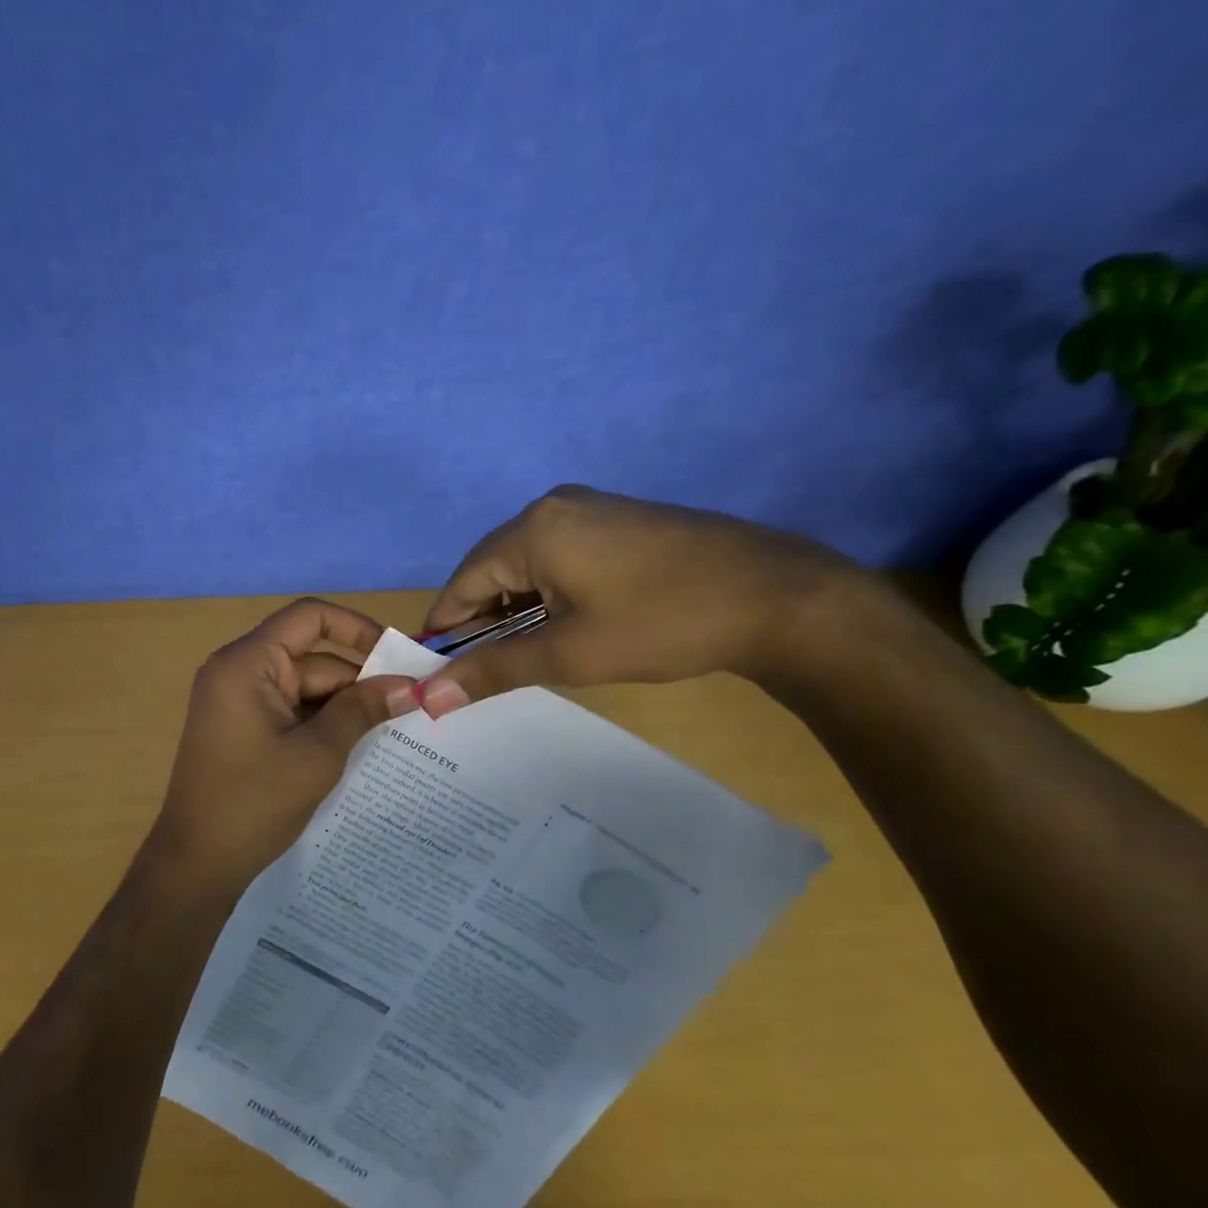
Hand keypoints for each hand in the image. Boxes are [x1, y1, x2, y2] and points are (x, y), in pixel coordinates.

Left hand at [141, 599, 415, 891]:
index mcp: (247, 664)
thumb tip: (410, 687)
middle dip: (360, 682)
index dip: (357, 628)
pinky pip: (293, 712)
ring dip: (346, 708)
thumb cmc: (254, 804)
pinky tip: (361, 747)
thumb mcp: (318, 754)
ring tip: (398, 730)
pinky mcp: (245, 729)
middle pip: (314, 659)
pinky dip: (324, 725)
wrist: (197, 864)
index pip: (309, 617)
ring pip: (307, 689)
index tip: (397, 658)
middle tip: (413, 706)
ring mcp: (241, 702)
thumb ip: (362, 711)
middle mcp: (240, 672)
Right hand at [416, 486, 861, 713]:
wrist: (778, 597)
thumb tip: (428, 699)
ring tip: (519, 657)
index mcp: (531, 530)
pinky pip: (557, 558)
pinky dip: (546, 595)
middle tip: (480, 675)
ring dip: (514, 611)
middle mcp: (551, 508)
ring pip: (525, 566)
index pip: (461, 583)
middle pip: (491, 570)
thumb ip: (493, 670)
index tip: (434, 674)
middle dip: (481, 623)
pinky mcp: (615, 521)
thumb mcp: (570, 654)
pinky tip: (558, 627)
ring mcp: (587, 510)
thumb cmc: (663, 624)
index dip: (444, 631)